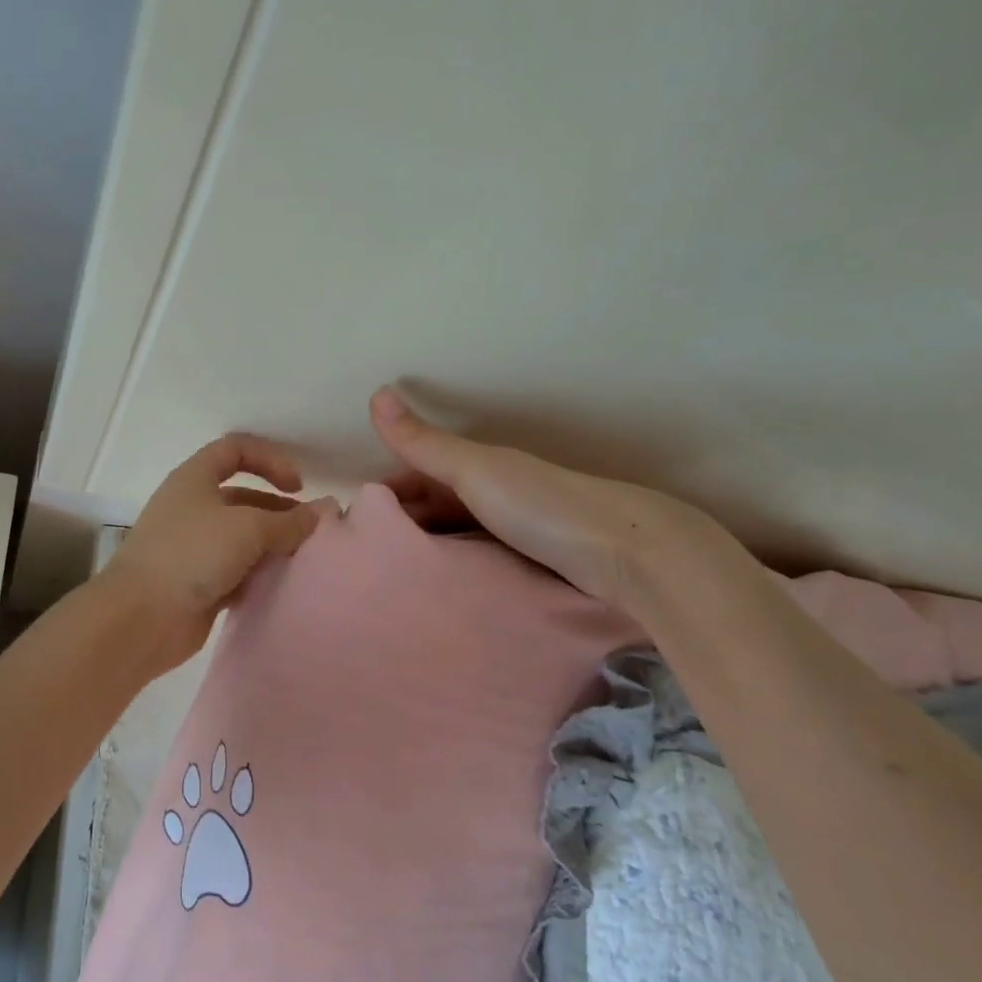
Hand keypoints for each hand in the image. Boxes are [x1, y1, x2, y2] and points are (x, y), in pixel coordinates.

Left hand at [101, 433, 331, 669]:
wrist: (141, 618)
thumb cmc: (190, 555)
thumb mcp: (246, 528)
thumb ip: (288, 522)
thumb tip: (322, 512)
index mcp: (195, 479)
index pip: (235, 450)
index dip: (270, 459)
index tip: (297, 486)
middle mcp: (193, 507)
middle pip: (244, 497)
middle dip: (279, 511)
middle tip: (312, 533)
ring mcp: (194, 547)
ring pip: (243, 538)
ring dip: (273, 546)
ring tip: (305, 561)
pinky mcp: (198, 582)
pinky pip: (237, 571)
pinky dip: (259, 575)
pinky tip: (283, 586)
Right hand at [370, 387, 737, 608]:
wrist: (630, 554)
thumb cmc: (542, 506)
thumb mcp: (475, 471)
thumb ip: (424, 443)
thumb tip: (376, 393)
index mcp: (478, 467)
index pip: (416, 475)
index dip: (384, 494)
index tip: (352, 525)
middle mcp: (491, 493)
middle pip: (433, 506)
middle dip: (400, 525)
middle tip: (363, 559)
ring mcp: (511, 530)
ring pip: (453, 535)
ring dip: (425, 549)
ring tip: (390, 578)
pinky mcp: (528, 563)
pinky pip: (474, 560)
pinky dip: (451, 568)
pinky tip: (437, 588)